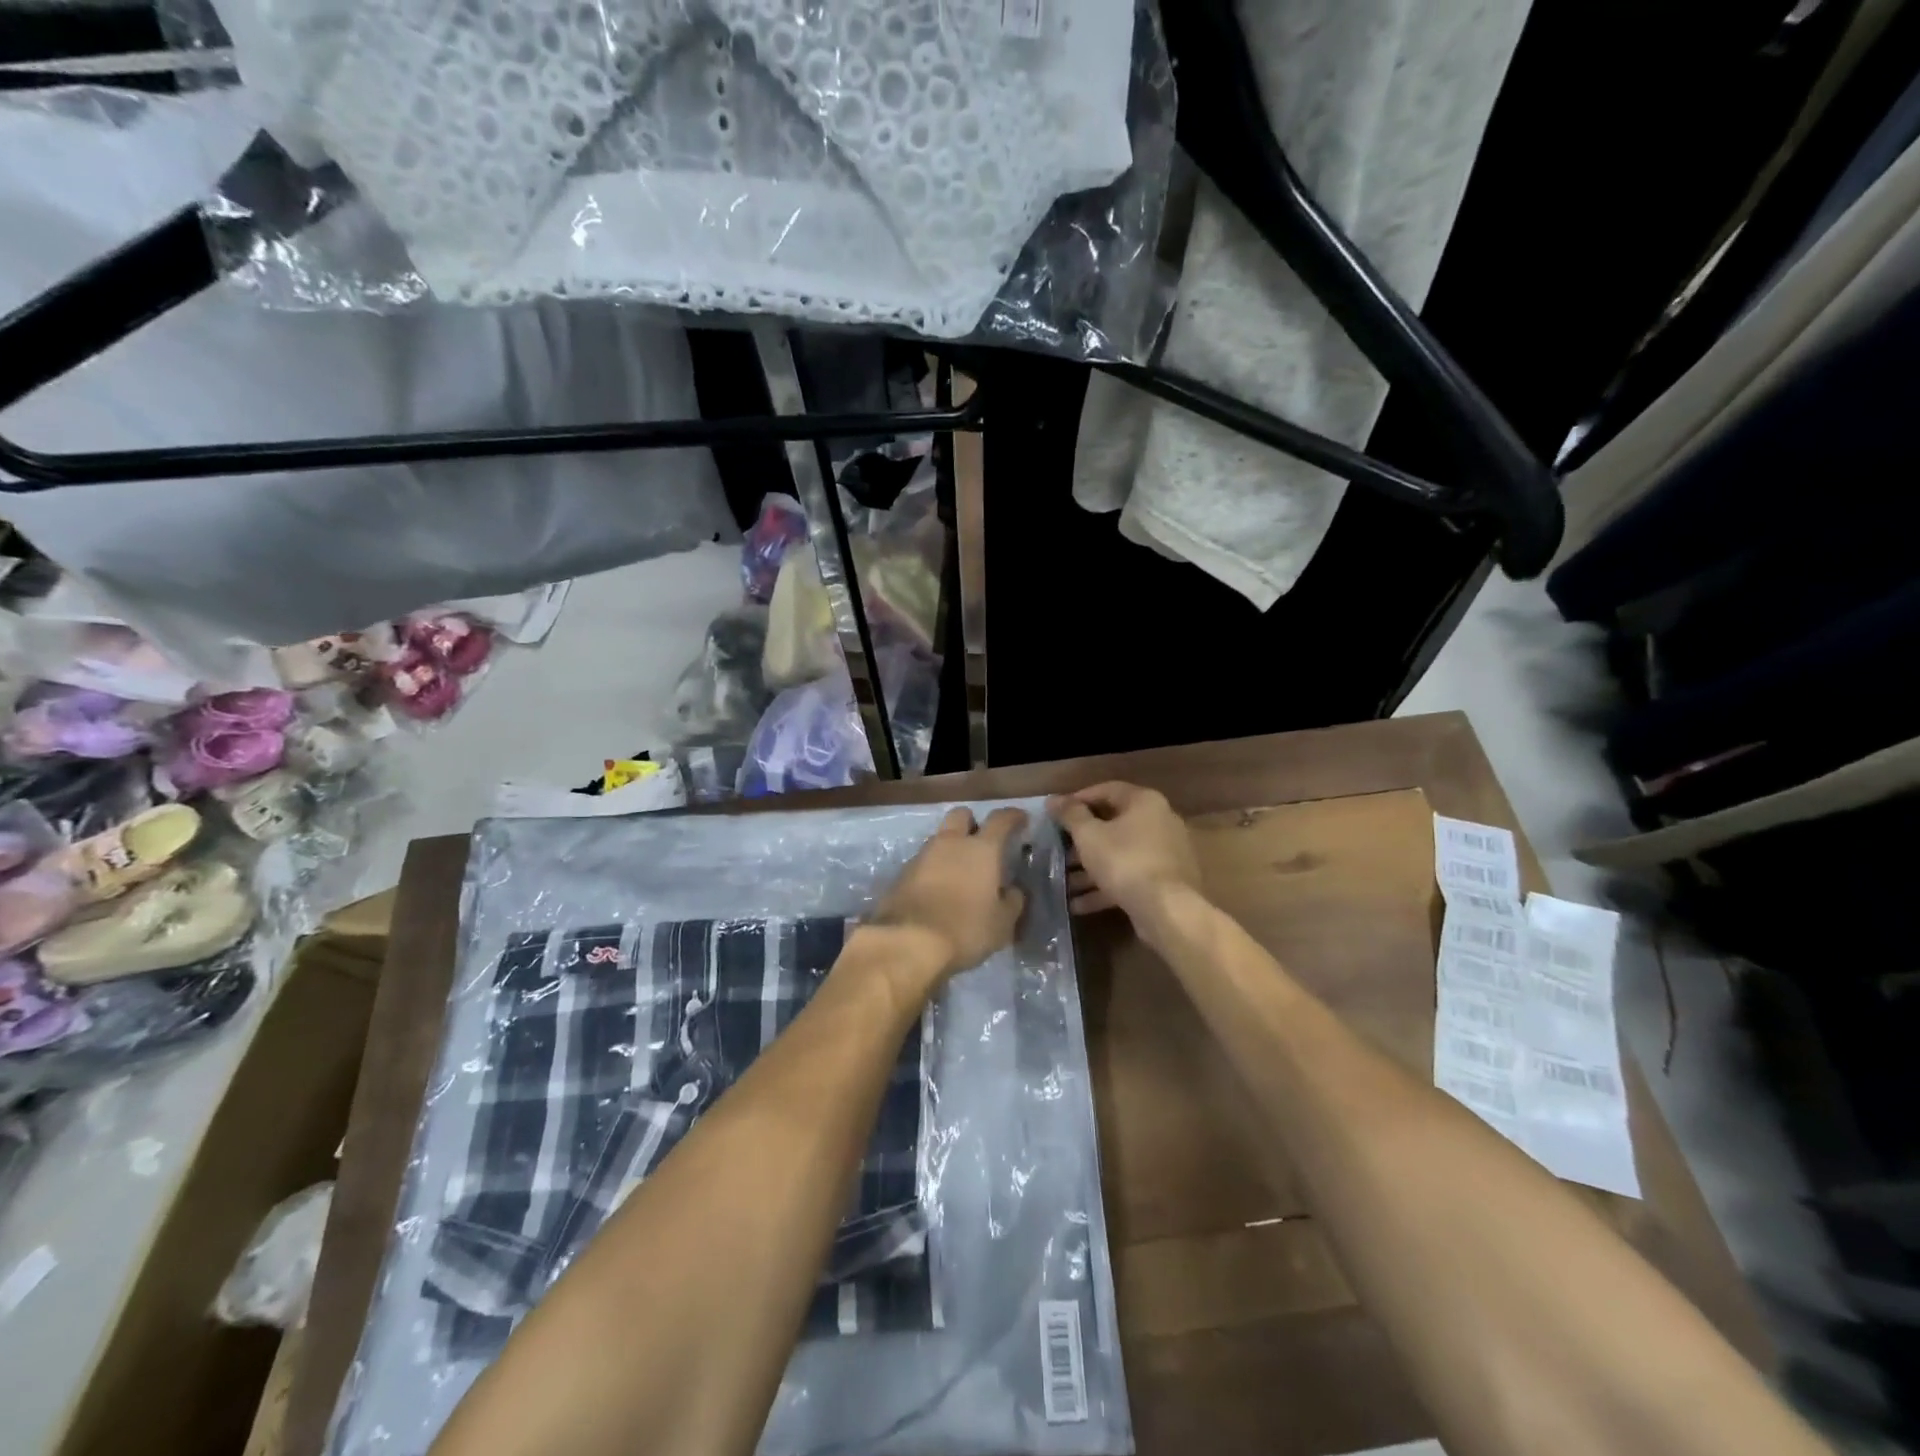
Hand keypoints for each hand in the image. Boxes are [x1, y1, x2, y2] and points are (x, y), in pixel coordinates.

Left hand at [869, 806, 1028, 980]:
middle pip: (961, 815)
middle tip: (981, 841)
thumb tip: (1012, 890)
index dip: (1013, 816)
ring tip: (959, 872)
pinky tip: (938, 889)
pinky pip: (923, 861)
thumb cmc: (965, 929)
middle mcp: (950, 843)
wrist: (908, 942)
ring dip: (951, 848)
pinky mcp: (902, 873)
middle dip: (972, 822)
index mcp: (981, 849)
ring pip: (940, 838)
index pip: (1000, 819)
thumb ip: (1012, 901)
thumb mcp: (1002, 924)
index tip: (1021, 819)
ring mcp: (922, 856)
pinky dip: (933, 868)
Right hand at [1048, 782, 1200, 918]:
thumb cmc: (1125, 862)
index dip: (1078, 799)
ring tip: (1062, 881)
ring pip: (1119, 854)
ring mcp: (1165, 853)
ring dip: (1089, 868)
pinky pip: (1129, 876)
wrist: (1168, 910)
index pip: (1107, 790)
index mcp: (1144, 802)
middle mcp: (1160, 821)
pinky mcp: (1165, 882)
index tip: (1056, 814)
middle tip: (1057, 850)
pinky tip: (1078, 903)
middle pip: (1113, 824)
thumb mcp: (1089, 836)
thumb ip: (1070, 814)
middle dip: (1081, 840)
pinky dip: (1105, 886)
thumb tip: (1053, 799)